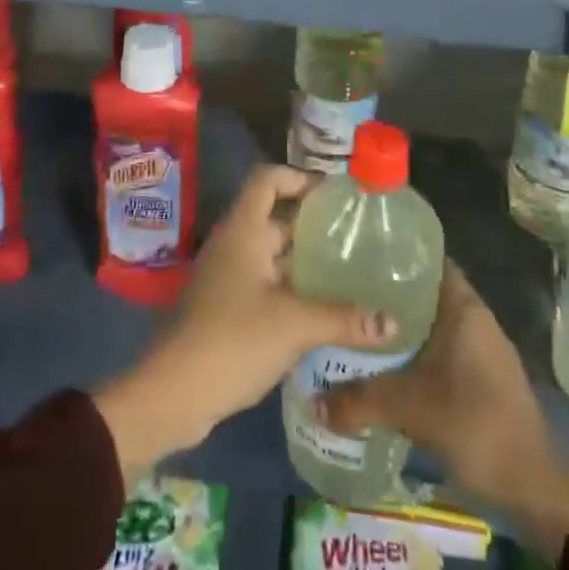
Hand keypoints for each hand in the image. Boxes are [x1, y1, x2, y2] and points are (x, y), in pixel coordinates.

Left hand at [94, 165, 393, 480]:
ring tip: (350, 272)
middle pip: (275, 218)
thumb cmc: (234, 338)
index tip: (334, 193)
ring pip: (272, 256)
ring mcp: (229, 277)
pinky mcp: (228, 308)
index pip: (268, 179)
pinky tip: (325, 311)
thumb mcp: (294, 325)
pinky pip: (266, 285)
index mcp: (244, 230)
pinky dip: (293, 290)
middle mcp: (235, 244)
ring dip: (305, 262)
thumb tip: (393, 322)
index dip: (299, 177)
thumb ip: (343, 319)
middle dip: (312, 224)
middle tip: (356, 235)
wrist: (175, 392)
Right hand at [317, 263, 568, 551]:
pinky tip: (383, 363)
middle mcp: (473, 317)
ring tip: (355, 325)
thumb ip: (360, 400)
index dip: (393, 252)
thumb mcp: (411, 409)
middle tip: (344, 291)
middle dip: (386, 291)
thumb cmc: (476, 425)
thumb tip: (311, 401)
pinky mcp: (480, 377)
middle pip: (423, 290)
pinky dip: (412, 350)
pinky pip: (438, 348)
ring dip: (398, 325)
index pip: (425, 258)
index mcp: (463, 306)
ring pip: (429, 322)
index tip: (356, 252)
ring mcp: (480, 348)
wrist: (534, 490)